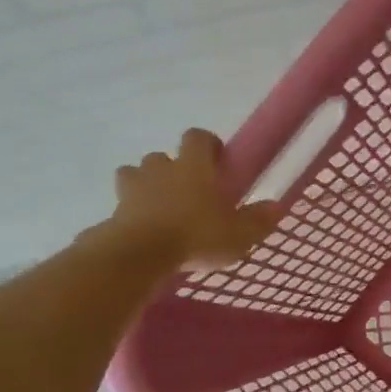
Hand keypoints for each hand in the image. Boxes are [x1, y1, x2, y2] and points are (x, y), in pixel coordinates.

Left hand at [104, 129, 281, 270]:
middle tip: (189, 193)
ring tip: (161, 209)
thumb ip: (258, 219)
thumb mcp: (239, 233)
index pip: (198, 137)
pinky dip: (131, 212)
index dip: (207, 144)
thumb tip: (277, 206)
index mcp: (194, 166)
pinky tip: (144, 231)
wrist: (140, 254)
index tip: (217, 160)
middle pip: (163, 156)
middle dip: (173, 169)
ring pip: (136, 175)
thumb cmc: (197, 235)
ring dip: (147, 186)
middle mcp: (161, 168)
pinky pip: (123, 204)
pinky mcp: (114, 210)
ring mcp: (133, 188)